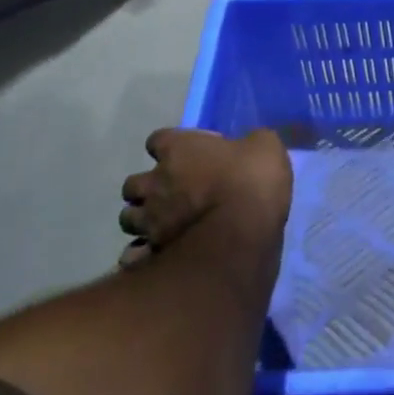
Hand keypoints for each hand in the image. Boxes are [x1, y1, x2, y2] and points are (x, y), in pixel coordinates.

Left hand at [118, 127, 291, 268]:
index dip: (169, 146)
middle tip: (171, 193)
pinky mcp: (150, 253)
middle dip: (148, 187)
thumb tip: (248, 145)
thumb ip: (249, 143)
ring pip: (128, 218)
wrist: (242, 233)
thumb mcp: (265, 146)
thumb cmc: (251, 179)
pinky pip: (132, 254)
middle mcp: (155, 182)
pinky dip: (140, 254)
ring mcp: (149, 220)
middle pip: (133, 183)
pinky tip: (156, 254)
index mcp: (178, 150)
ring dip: (142, 219)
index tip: (185, 154)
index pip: (157, 139)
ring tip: (162, 224)